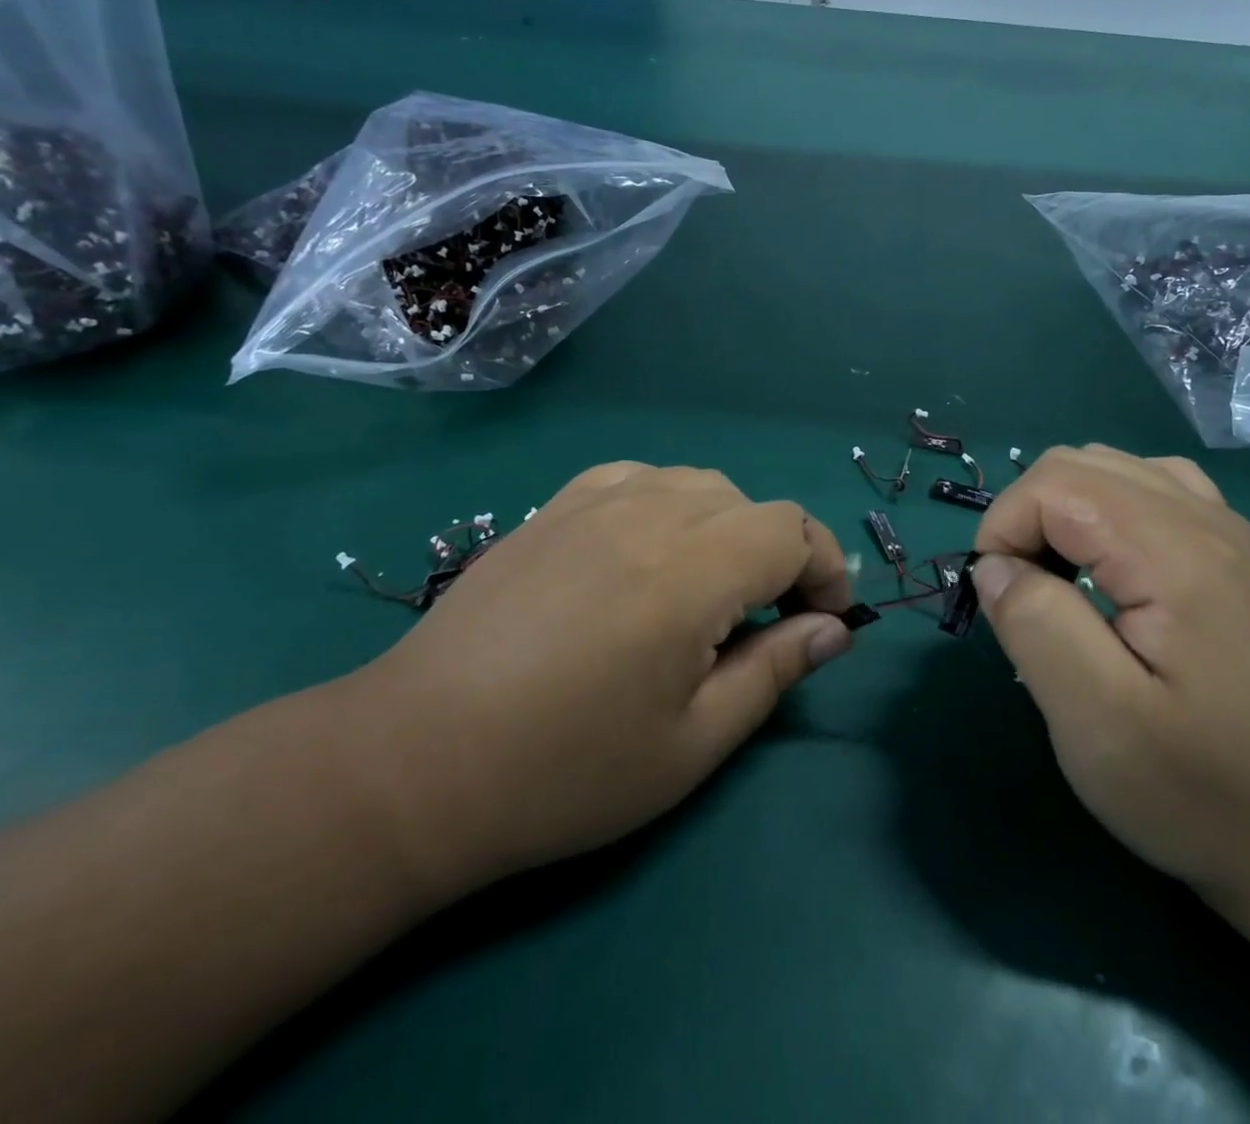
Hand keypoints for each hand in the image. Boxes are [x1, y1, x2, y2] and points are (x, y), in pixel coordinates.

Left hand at [343, 462, 854, 904]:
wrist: (415, 761)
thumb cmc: (564, 770)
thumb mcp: (692, 743)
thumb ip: (774, 671)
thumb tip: (833, 631)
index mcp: (690, 570)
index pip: (793, 530)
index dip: (825, 569)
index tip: (822, 623)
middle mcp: (649, 514)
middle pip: (752, 506)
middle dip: (782, 557)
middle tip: (768, 624)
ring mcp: (595, 501)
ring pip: (699, 485)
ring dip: (728, 530)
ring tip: (708, 591)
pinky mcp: (554, 507)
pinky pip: (640, 478)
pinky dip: (670, 505)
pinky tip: (649, 551)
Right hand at [970, 444, 1249, 911]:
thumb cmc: (1198, 786)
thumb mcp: (1098, 720)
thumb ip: (1037, 625)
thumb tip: (994, 568)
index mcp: (1174, 553)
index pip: (1053, 484)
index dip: (1004, 528)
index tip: (998, 600)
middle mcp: (1203, 519)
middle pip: (1075, 463)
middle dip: (1023, 516)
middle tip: (1020, 594)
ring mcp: (1221, 528)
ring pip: (1105, 466)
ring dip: (1057, 511)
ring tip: (1055, 580)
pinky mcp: (1223, 548)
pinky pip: (1142, 487)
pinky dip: (1098, 510)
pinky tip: (1102, 564)